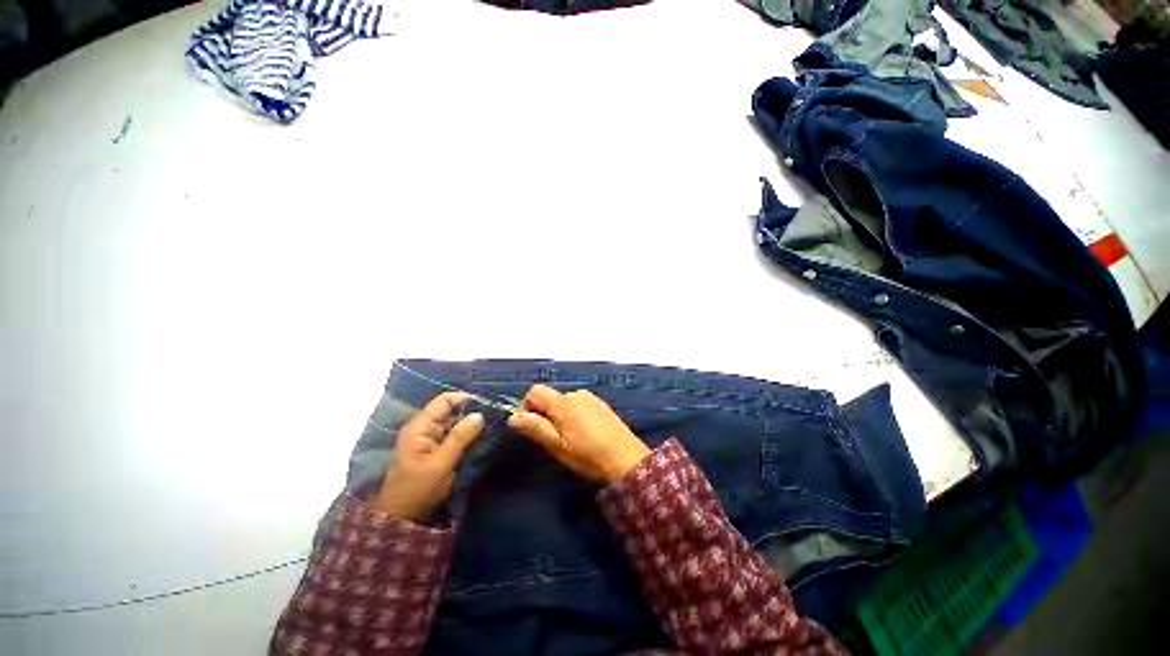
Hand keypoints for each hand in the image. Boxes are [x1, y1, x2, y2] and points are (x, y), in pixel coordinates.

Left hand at [372, 392, 484, 521]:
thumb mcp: (441, 463)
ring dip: (471, 425)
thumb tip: (479, 414)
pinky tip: (482, 439)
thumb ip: (460, 437)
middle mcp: (425, 428)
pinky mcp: (436, 450)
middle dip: (471, 412)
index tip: (486, 405)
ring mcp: (430, 439)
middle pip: (451, 410)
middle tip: (493, 417)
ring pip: (454, 423)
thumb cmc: (418, 489)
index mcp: (420, 426)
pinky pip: (454, 436)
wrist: (402, 517)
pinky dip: (467, 436)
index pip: (444, 400)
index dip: (464, 399)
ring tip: (492, 427)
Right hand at [507, 384, 650, 482]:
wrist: (626, 459)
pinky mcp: (601, 404)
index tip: (532, 427)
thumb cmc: (588, 455)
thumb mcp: (557, 445)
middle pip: (550, 396)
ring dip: (560, 415)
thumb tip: (512, 416)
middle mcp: (576, 394)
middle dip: (545, 413)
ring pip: (565, 401)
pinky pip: (579, 404)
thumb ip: (535, 427)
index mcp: (562, 402)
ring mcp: (591, 397)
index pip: (534, 391)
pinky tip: (585, 433)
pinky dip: (574, 414)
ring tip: (570, 438)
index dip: (527, 406)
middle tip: (553, 438)